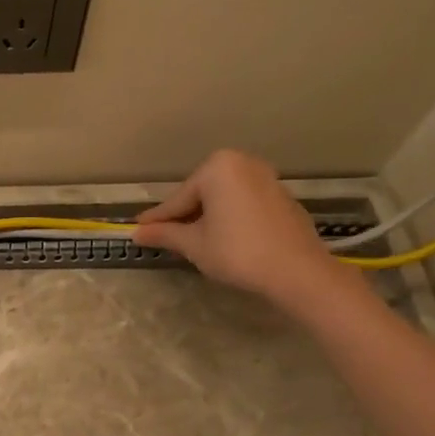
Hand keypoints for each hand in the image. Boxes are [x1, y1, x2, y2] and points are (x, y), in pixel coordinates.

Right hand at [134, 150, 352, 310]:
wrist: (298, 272)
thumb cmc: (237, 251)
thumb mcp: (194, 244)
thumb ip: (165, 234)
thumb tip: (136, 233)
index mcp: (218, 168)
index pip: (179, 198)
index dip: (158, 219)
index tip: (138, 229)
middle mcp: (244, 164)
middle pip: (201, 195)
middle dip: (184, 216)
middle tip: (167, 238)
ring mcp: (267, 179)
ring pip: (224, 199)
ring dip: (207, 218)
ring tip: (194, 242)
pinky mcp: (283, 198)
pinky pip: (244, 205)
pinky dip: (231, 219)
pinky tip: (225, 240)